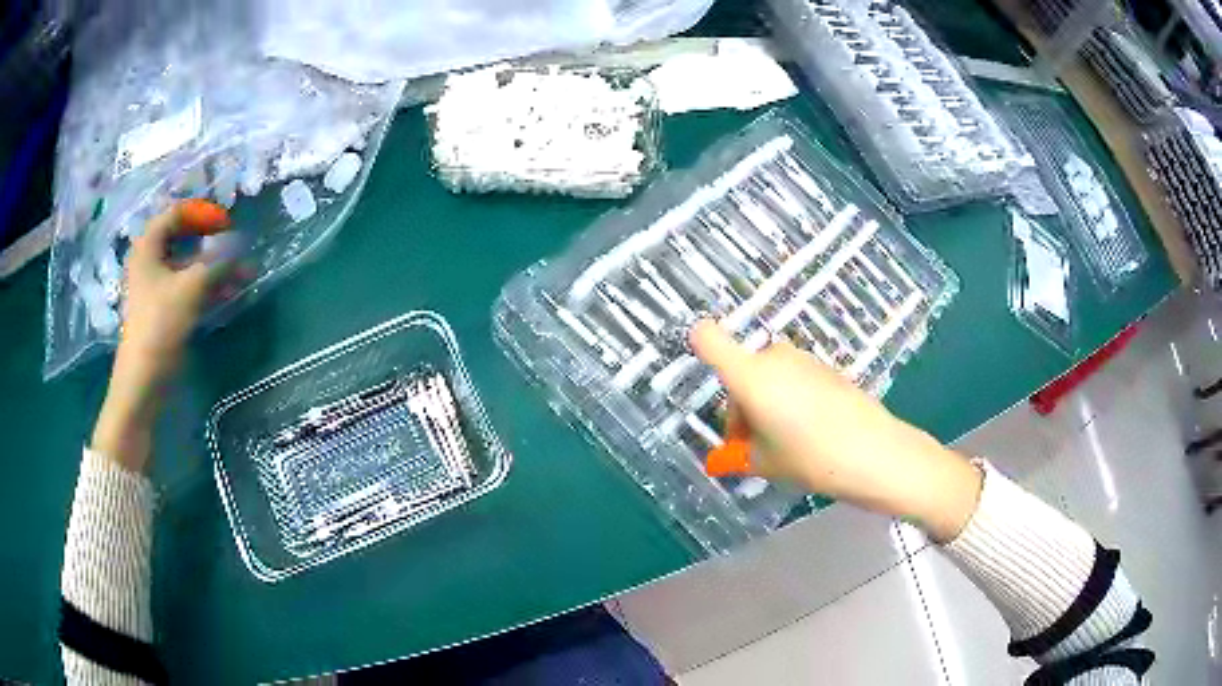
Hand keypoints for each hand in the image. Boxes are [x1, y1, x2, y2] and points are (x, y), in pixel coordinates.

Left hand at [91, 204, 231, 471]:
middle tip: (237, 247)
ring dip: (216, 267)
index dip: (203, 213)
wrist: (143, 382)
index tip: (227, 224)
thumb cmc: (160, 326)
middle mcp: (150, 261)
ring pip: (190, 266)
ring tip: (244, 275)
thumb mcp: (192, 287)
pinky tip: (229, 293)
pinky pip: (189, 288)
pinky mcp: (164, 311)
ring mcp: (156, 288)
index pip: (177, 213)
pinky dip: (209, 287)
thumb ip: (218, 261)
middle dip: (213, 243)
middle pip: (184, 239)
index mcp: (148, 246)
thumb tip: (241, 242)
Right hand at [690, 320, 982, 542]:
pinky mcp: (826, 369)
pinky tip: (807, 434)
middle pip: (741, 373)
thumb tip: (732, 453)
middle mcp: (774, 359)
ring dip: (766, 405)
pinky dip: (790, 401)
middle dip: (741, 408)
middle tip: (750, 446)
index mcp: (750, 377)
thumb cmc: (811, 459)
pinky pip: (793, 380)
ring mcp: (803, 361)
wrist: (875, 453)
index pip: (709, 339)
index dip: (698, 343)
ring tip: (781, 445)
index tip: (698, 361)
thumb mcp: (765, 463)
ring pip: (768, 378)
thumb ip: (740, 452)